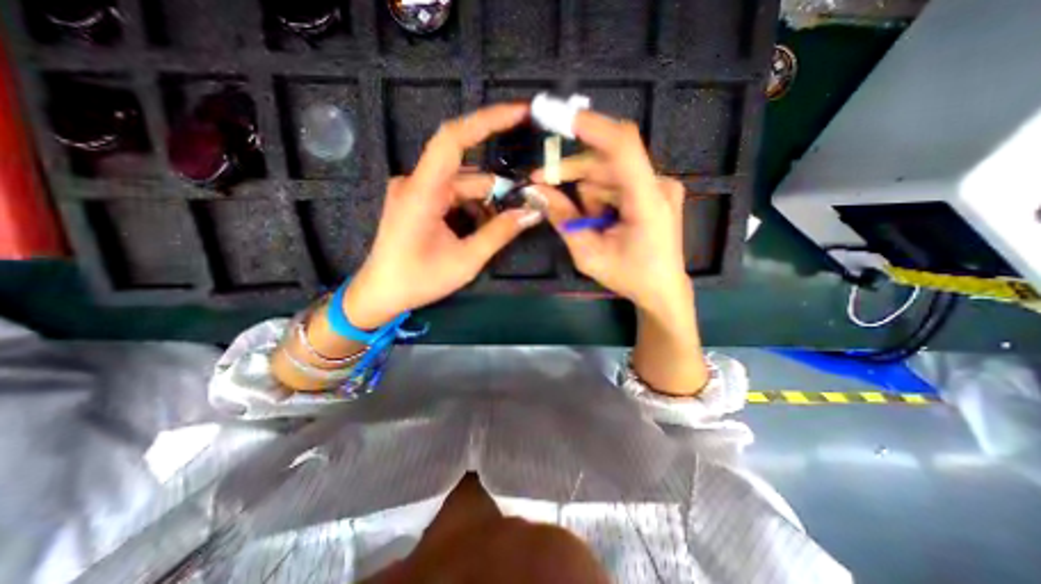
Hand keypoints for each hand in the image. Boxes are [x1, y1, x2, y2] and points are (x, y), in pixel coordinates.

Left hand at [348, 102, 544, 328]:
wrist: (381, 294)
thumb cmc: (419, 280)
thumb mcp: (466, 260)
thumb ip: (499, 233)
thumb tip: (532, 213)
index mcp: (422, 191)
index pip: (453, 138)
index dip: (487, 121)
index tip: (520, 114)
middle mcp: (416, 182)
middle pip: (467, 172)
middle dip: (498, 189)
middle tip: (526, 205)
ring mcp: (416, 191)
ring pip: (462, 186)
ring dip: (486, 203)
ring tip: (505, 225)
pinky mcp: (418, 201)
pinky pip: (453, 196)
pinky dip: (472, 208)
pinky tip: (484, 227)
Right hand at [529, 113, 706, 393]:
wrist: (663, 290)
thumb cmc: (629, 277)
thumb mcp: (588, 254)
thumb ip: (563, 220)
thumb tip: (537, 190)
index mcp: (647, 202)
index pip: (623, 147)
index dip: (592, 127)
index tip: (559, 118)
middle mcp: (659, 184)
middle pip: (608, 160)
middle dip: (574, 172)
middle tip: (544, 184)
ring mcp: (660, 185)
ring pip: (610, 172)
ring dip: (589, 192)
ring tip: (590, 223)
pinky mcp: (656, 190)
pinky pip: (619, 180)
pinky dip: (602, 195)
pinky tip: (602, 218)